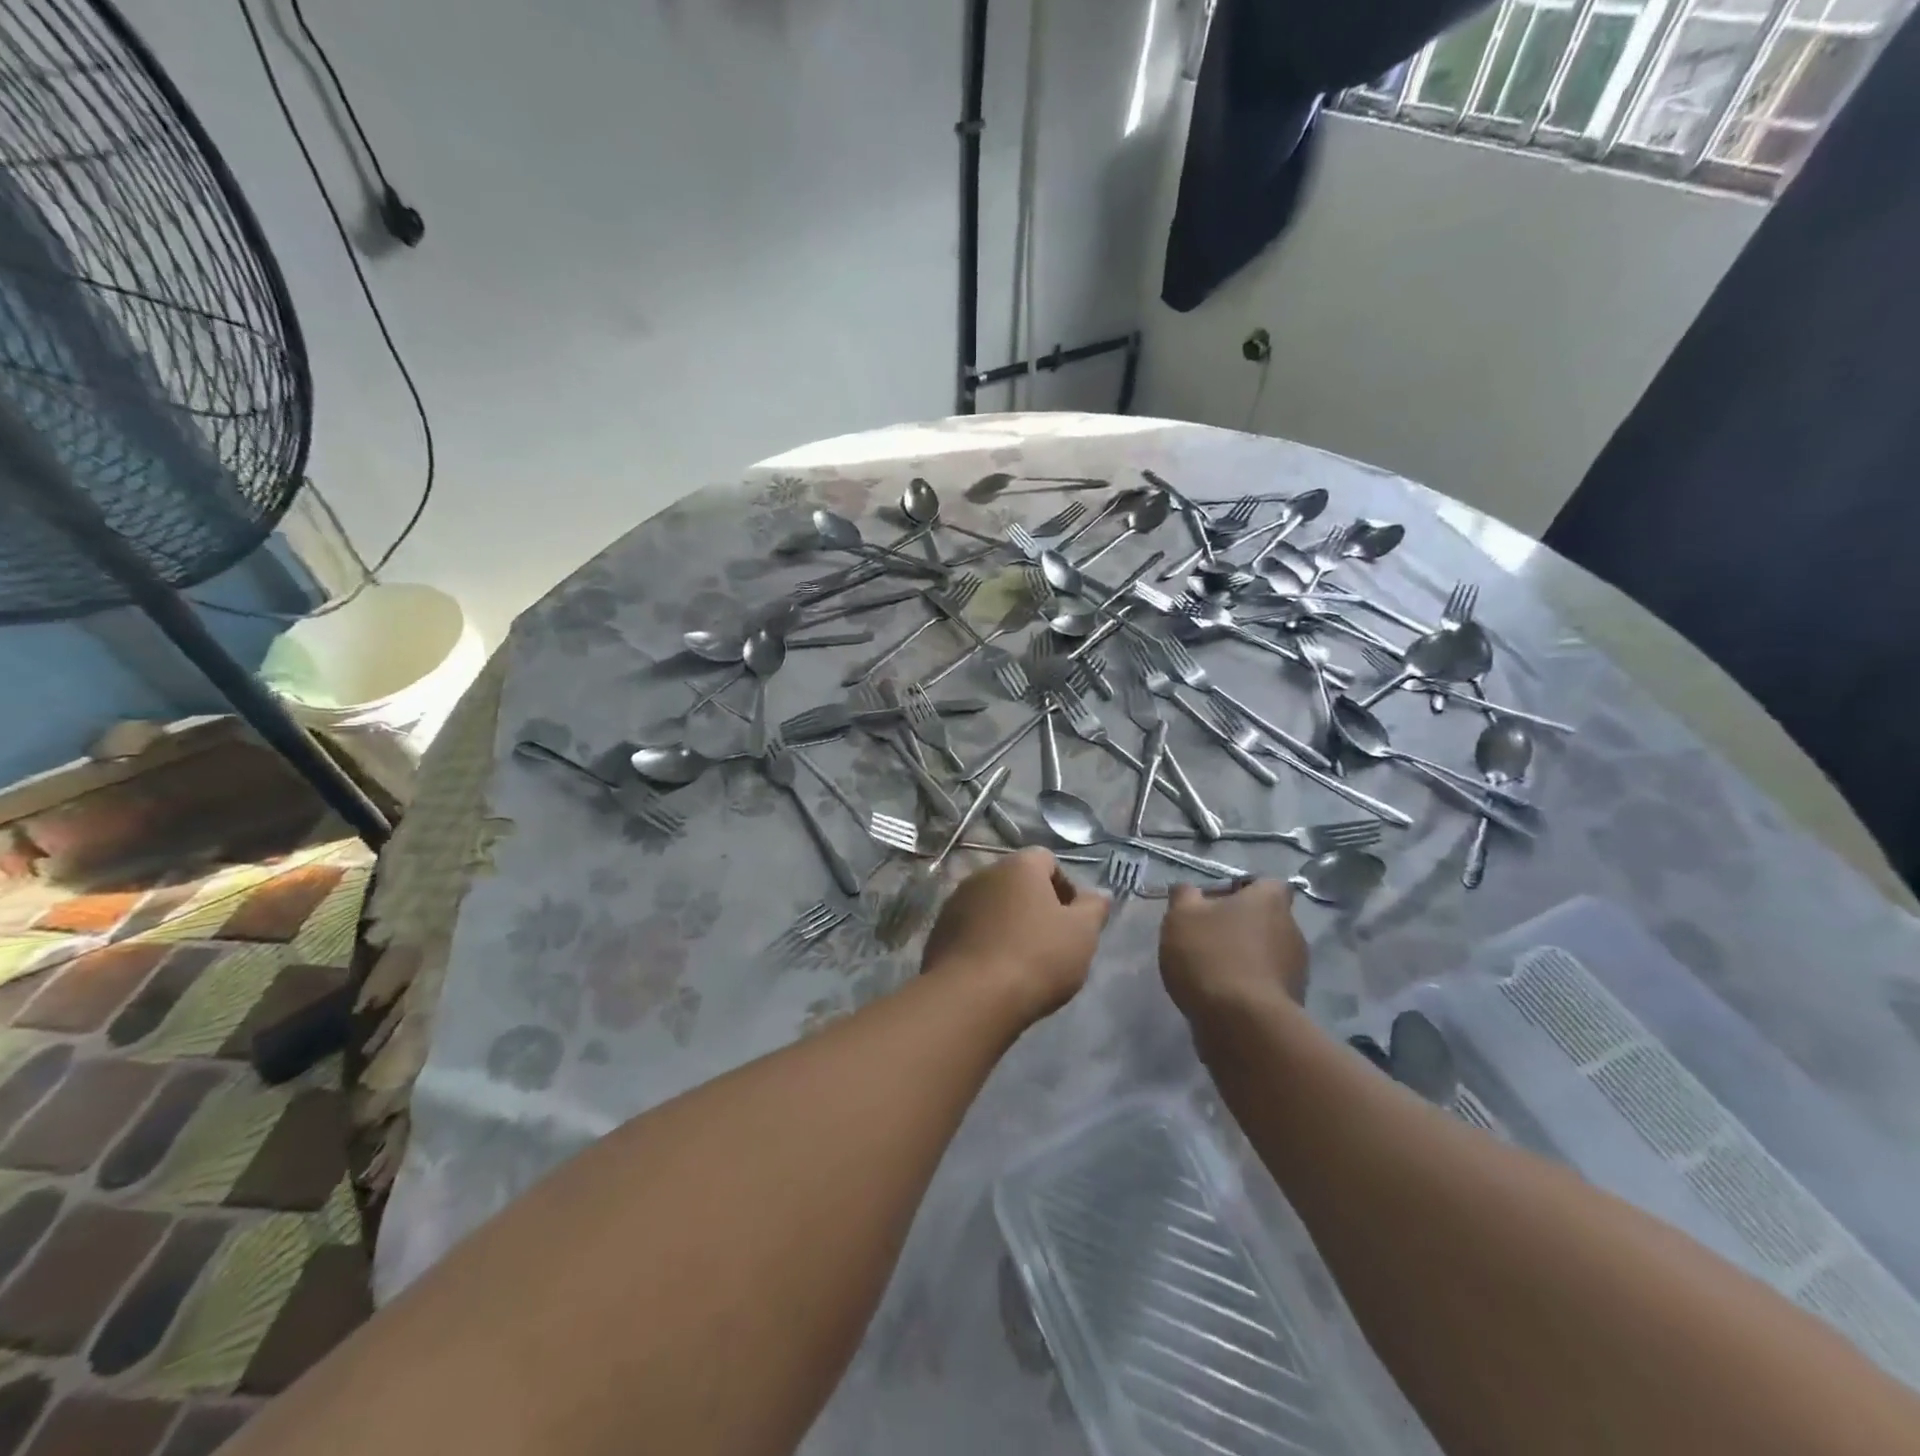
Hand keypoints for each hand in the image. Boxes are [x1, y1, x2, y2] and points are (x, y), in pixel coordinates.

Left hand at [920, 849, 1108, 1022]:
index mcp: (1019, 866)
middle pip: (1017, 882)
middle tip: (1050, 943)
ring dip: (1007, 924)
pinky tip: (994, 972)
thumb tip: (1097, 895)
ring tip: (1021, 962)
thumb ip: (1093, 909)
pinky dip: (984, 942)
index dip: (1065, 887)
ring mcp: (955, 902)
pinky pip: (970, 929)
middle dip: (1035, 906)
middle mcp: (983, 874)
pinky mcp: (939, 931)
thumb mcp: (1082, 934)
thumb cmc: (1037, 957)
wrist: (972, 997)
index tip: (1072, 921)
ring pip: (992, 906)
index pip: (1047, 860)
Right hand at [1160, 879, 1308, 1020]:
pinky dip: (1248, 984)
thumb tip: (1188, 890)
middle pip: (1265, 919)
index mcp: (1270, 901)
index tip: (1213, 903)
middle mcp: (1291, 929)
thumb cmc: (1211, 955)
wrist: (1241, 1024)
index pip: (1265, 884)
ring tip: (1210, 969)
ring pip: (1266, 952)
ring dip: (1244, 956)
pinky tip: (1222, 995)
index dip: (1240, 890)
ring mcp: (1296, 968)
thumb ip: (1184, 896)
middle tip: (1206, 935)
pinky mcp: (1292, 1002)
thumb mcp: (1181, 916)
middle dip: (1240, 925)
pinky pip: (1266, 982)